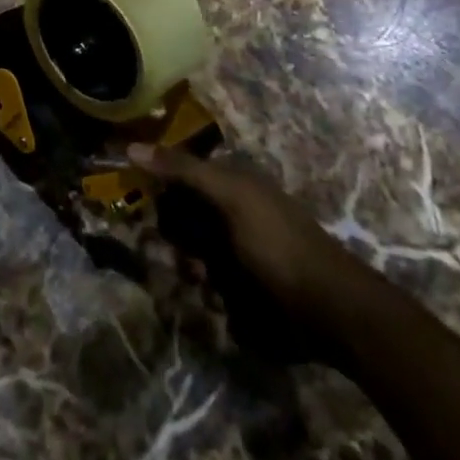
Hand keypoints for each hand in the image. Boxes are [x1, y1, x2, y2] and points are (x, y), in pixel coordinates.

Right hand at [128, 144, 376, 355]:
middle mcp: (230, 212)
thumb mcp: (230, 196)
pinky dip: (207, 293)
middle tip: (181, 254)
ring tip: (206, 284)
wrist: (329, 312)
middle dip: (173, 239)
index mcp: (231, 183)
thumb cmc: (277, 244)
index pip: (177, 176)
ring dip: (189, 270)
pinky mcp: (241, 290)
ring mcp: (236, 252)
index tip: (142, 210)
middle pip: (179, 219)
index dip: (159, 193)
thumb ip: (182, 170)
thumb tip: (130, 147)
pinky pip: (206, 285)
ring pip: (189, 255)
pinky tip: (220, 302)